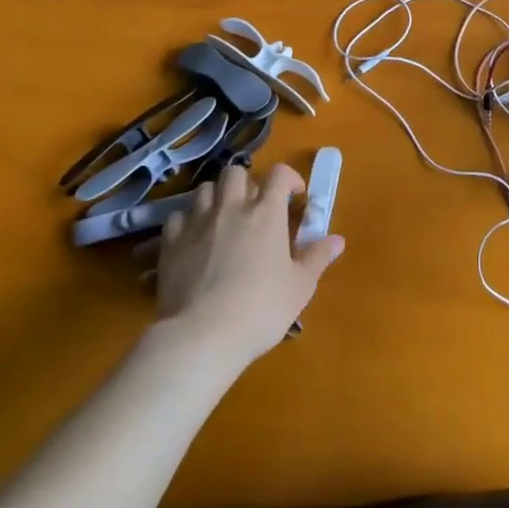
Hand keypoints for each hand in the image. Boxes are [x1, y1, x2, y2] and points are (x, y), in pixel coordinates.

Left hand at [155, 164, 341, 363]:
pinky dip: (189, 221)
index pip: (279, 174)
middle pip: (236, 172)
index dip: (289, 178)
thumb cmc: (261, 308)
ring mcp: (197, 222)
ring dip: (218, 197)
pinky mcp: (171, 242)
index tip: (295, 197)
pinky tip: (196, 239)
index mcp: (266, 213)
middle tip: (256, 207)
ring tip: (225, 219)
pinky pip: (179, 216)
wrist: (202, 335)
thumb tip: (337, 240)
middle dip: (248, 182)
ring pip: (205, 189)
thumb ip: (318, 257)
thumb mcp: (300, 286)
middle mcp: (231, 208)